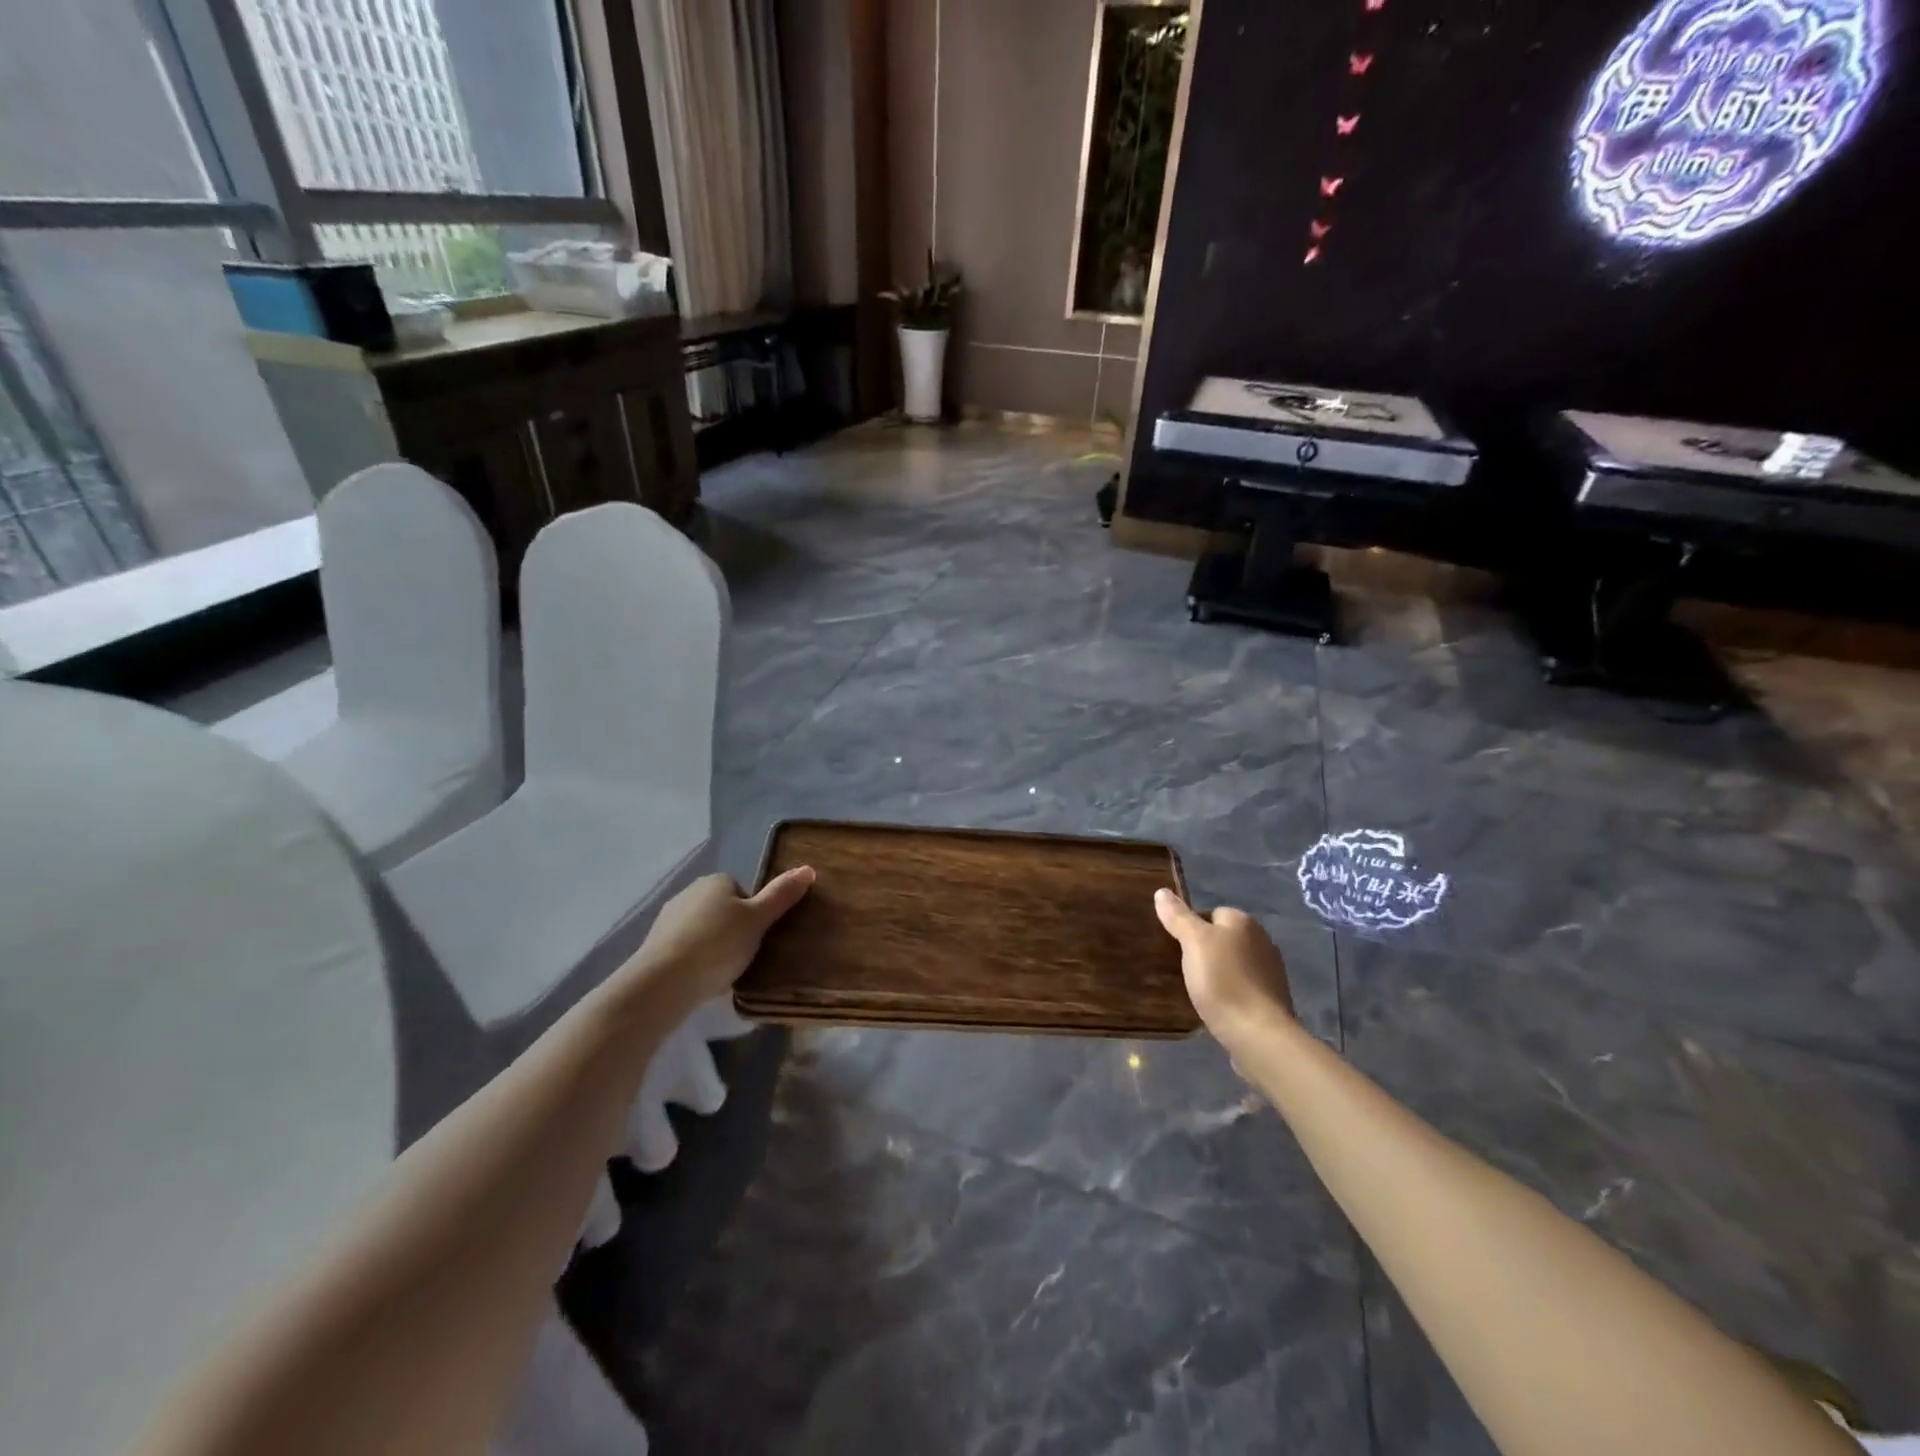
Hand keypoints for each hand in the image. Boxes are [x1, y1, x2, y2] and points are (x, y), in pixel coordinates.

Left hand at [621, 868, 814, 1016]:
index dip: (754, 914)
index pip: (742, 891)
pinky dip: (695, 960)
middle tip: (746, 956)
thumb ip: (782, 895)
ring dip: (713, 946)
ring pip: (703, 929)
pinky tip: (702, 979)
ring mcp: (668, 918)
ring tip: (724, 972)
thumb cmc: (718, 944)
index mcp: (715, 881)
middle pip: (722, 910)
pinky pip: (685, 948)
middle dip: (733, 930)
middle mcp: (689, 892)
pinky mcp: (654, 944)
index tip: (758, 936)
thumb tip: (808, 868)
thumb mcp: (759, 920)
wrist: (664, 981)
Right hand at [1153, 889, 1294, 1042]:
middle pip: (1223, 938)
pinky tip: (1216, 1006)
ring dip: (1218, 972)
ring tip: (1197, 989)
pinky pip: (1243, 986)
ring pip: (1233, 963)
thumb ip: (1178, 917)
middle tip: (1183, 968)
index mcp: (1244, 922)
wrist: (1258, 1034)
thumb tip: (1162, 892)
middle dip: (1205, 950)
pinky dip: (1230, 992)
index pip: (1211, 913)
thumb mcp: (1193, 943)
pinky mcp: (1272, 999)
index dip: (1192, 927)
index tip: (1177, 947)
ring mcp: (1271, 971)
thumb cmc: (1223, 981)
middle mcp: (1262, 940)